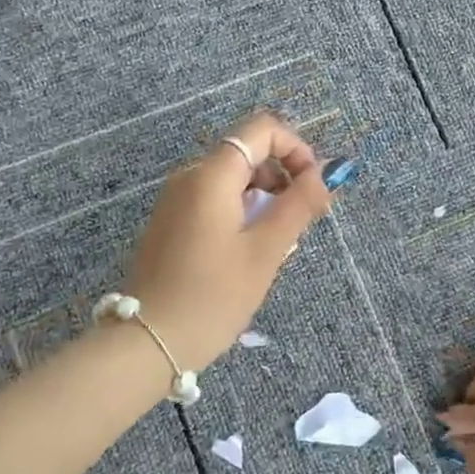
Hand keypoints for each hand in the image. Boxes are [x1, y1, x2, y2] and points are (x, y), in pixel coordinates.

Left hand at [122, 112, 336, 369]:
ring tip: (278, 244)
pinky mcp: (170, 223)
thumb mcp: (265, 251)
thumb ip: (299, 204)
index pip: (261, 130)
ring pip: (233, 180)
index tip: (314, 187)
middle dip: (283, 177)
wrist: (147, 343)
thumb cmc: (212, 296)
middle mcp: (189, 177)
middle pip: (247, 153)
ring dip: (264, 199)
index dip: (296, 148)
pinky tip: (249, 253)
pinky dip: (242, 213)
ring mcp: (175, 200)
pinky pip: (214, 201)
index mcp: (211, 175)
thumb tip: (327, 172)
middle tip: (304, 222)